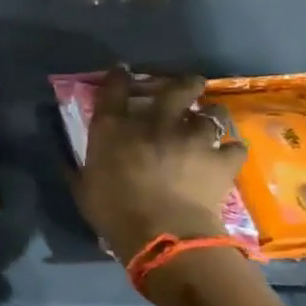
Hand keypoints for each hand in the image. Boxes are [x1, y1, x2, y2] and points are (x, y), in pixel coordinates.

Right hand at [72, 70, 246, 262]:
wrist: (160, 234)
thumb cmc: (112, 211)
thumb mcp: (84, 187)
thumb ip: (81, 169)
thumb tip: (72, 163)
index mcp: (114, 129)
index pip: (114, 89)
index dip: (118, 76)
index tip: (122, 71)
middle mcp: (156, 123)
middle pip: (176, 87)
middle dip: (183, 85)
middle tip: (184, 91)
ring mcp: (192, 138)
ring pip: (213, 113)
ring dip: (210, 117)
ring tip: (209, 124)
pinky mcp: (220, 160)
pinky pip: (233, 148)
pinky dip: (229, 151)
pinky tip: (225, 156)